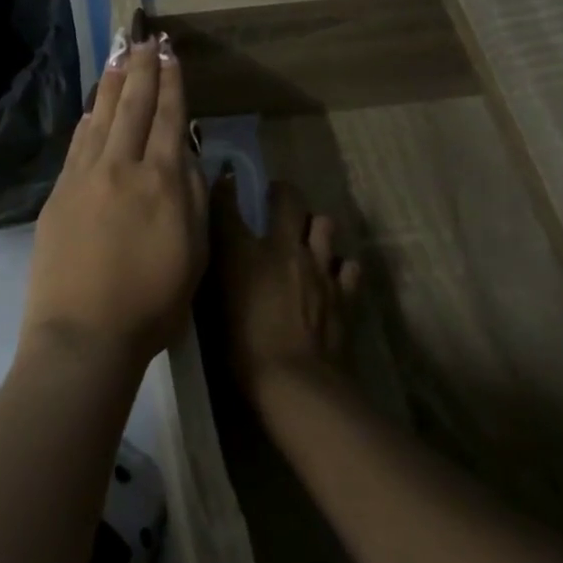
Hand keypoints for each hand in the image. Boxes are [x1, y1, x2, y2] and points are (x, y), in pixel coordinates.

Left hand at [21, 35, 208, 373]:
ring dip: (112, 84)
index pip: (169, 118)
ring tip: (120, 57)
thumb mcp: (195, 254)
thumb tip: (188, 155)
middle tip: (145, 39)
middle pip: (133, 107)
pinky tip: (93, 108)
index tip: (170, 54)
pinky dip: (88, 120)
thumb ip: (194, 198)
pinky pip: (77, 144)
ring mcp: (85, 177)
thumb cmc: (152, 304)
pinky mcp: (59, 193)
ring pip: (102, 118)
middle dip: (142, 70)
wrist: (83, 333)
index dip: (171, 83)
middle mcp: (122, 167)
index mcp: (162, 181)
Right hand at [213, 177, 362, 411]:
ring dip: (315, 226)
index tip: (225, 180)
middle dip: (281, 192)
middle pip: (288, 199)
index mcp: (243, 252)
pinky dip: (339, 266)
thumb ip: (216, 275)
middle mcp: (283, 248)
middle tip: (275, 198)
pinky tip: (332, 276)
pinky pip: (348, 265)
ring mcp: (319, 267)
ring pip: (324, 223)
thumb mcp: (214, 308)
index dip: (225, 187)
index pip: (228, 204)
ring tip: (308, 237)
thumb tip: (216, 255)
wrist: (295, 382)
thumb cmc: (242, 350)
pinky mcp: (344, 291)